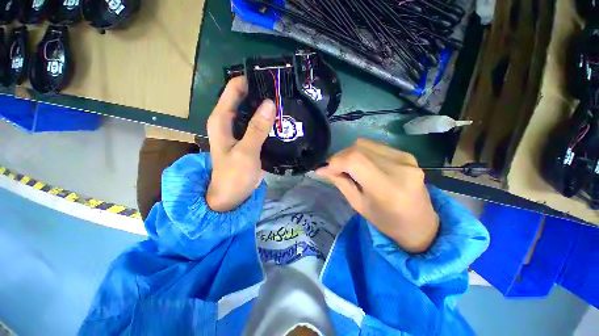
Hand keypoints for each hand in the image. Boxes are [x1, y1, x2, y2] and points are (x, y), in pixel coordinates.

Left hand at [206, 76, 275, 211]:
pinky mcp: (248, 138)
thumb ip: (257, 128)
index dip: (250, 80)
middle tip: (282, 90)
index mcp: (221, 120)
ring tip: (284, 102)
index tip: (270, 78)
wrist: (232, 195)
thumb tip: (270, 103)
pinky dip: (267, 120)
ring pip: (252, 110)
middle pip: (244, 98)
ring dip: (266, 107)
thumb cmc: (234, 176)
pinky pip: (258, 123)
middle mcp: (228, 121)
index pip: (233, 89)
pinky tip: (280, 119)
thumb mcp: (246, 152)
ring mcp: (239, 130)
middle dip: (261, 93)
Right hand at [316, 139, 438, 252]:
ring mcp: (406, 159)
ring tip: (347, 167)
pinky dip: (362, 152)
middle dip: (340, 157)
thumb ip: (340, 182)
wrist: (421, 224)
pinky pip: (375, 146)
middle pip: (358, 148)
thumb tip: (322, 168)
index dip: (335, 161)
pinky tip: (362, 164)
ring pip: (365, 144)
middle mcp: (400, 168)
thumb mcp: (358, 205)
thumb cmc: (387, 221)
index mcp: (387, 188)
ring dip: (350, 153)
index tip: (323, 169)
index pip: (355, 161)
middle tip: (334, 169)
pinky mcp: (407, 154)